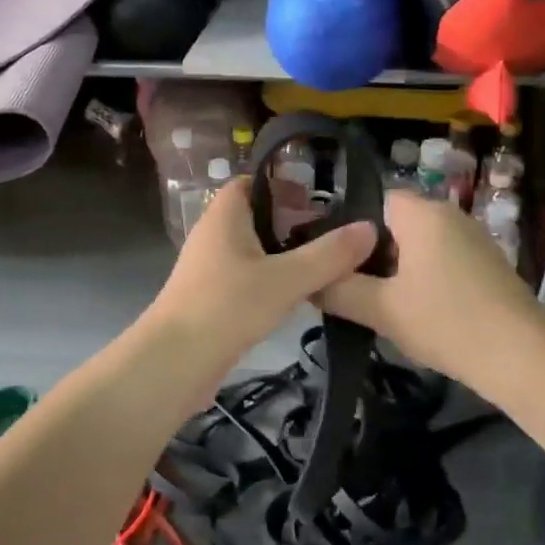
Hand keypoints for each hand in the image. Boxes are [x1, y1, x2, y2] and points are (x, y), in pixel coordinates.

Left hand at [145, 176, 376, 376]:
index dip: (283, 185)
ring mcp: (210, 269)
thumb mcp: (286, 279)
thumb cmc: (227, 306)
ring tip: (325, 264)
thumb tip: (370, 228)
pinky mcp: (213, 299)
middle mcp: (214, 236)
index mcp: (224, 216)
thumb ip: (329, 255)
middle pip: (256, 217)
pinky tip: (298, 296)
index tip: (318, 200)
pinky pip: (248, 278)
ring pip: (254, 251)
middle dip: (292, 222)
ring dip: (285, 255)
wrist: (175, 362)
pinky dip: (272, 281)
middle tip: (332, 234)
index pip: (251, 182)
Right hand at [317, 190, 544, 395]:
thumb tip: (307, 282)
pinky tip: (416, 311)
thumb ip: (338, 290)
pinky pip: (441, 259)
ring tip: (378, 303)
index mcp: (422, 214)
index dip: (349, 229)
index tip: (333, 263)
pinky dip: (423, 278)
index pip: (374, 200)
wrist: (522, 358)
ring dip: (397, 270)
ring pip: (419, 244)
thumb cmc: (447, 323)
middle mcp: (450, 215)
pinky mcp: (487, 264)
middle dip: (371, 253)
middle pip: (395, 223)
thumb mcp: (381, 310)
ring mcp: (473, 238)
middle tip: (350, 288)